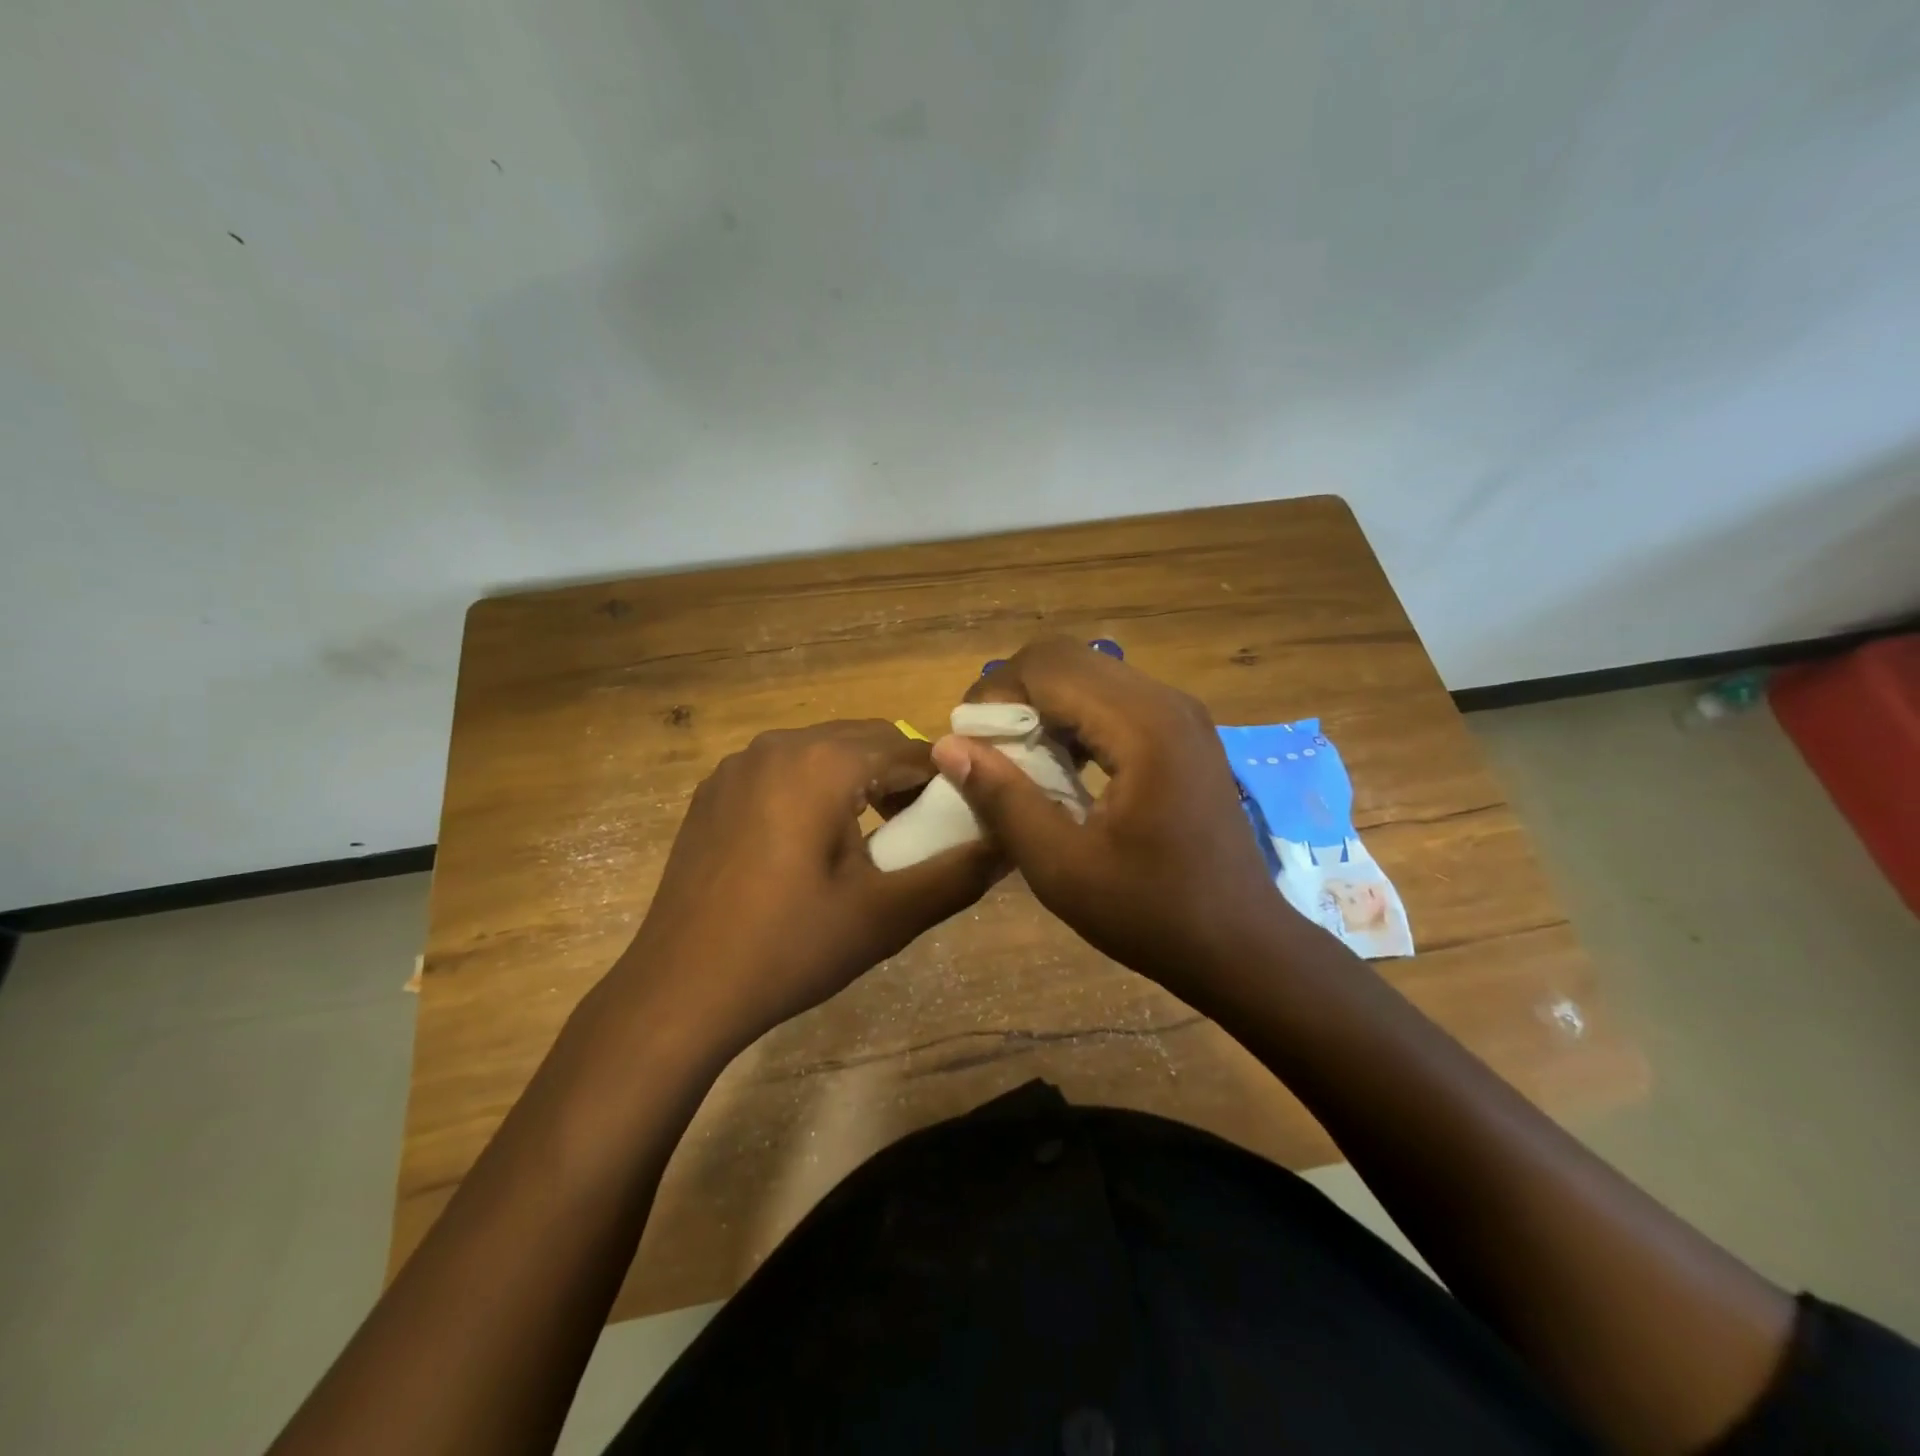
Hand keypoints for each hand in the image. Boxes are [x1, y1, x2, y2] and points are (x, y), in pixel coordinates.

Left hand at [616, 720, 996, 1055]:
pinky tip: (808, 848)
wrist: (680, 991)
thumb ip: (960, 872)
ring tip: (869, 842)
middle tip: (916, 836)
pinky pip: (782, 772)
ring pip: (823, 753)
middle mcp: (779, 744)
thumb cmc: (791, 947)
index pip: (911, 749)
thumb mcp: (888, 914)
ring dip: (857, 782)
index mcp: (824, 761)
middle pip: (865, 742)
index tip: (962, 822)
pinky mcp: (713, 792)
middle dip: (901, 779)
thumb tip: (1012, 841)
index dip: (946, 782)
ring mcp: (738, 765)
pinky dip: (813, 791)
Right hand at [930, 638, 1292, 1000]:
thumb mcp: (1061, 868)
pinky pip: (1115, 700)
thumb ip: (1003, 799)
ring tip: (1018, 760)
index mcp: (1143, 726)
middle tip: (987, 750)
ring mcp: (1182, 714)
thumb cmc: (1151, 914)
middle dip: (1015, 694)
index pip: (1048, 666)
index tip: (968, 743)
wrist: (1241, 945)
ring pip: (1090, 675)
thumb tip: (947, 745)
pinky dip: (1075, 720)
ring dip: (1044, 706)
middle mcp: (1167, 702)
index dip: (995, 694)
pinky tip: (1063, 767)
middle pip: (1068, 660)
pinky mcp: (1184, 732)